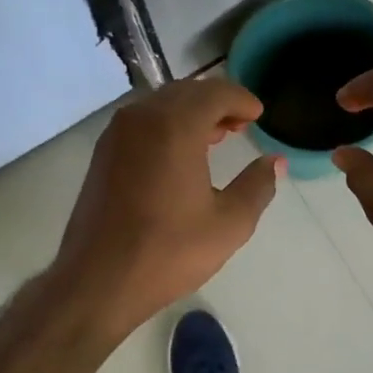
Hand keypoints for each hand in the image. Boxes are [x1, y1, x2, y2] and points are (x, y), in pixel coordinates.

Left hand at [53, 78, 281, 335]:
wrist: (98, 280)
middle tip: (241, 125)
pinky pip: (142, 123)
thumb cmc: (168, 252)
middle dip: (216, 103)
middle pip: (186, 92)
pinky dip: (166, 126)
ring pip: (161, 105)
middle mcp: (142, 118)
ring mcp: (116, 134)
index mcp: (175, 126)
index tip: (259, 115)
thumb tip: (274, 162)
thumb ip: (257, 186)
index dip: (242, 99)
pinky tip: (179, 155)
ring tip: (215, 138)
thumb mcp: (228, 224)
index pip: (215, 92)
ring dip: (190, 113)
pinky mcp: (102, 154)